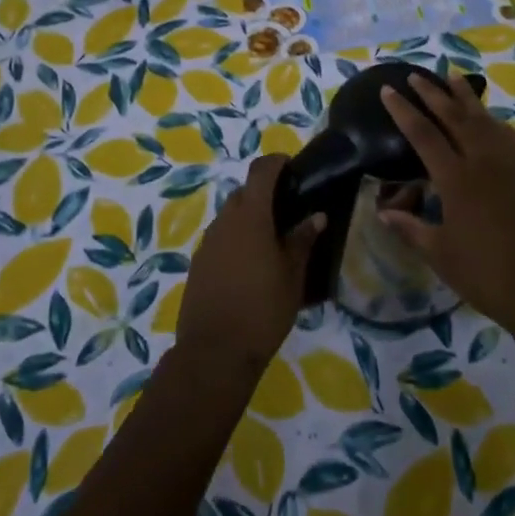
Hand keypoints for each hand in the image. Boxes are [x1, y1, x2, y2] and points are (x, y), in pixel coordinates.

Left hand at [176, 154, 324, 375]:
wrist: (214, 352)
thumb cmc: (262, 309)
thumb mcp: (292, 275)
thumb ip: (303, 240)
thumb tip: (316, 216)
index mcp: (250, 216)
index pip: (261, 171)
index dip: (276, 163)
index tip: (293, 168)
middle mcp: (224, 221)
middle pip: (243, 193)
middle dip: (264, 194)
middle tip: (290, 210)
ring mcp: (207, 243)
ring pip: (230, 217)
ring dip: (250, 219)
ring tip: (274, 241)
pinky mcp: (198, 264)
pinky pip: (221, 239)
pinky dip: (237, 240)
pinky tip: (252, 265)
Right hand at [378, 74, 514, 330]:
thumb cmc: (483, 273)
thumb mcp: (439, 253)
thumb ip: (411, 228)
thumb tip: (384, 213)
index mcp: (457, 179)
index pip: (423, 134)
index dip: (403, 111)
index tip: (388, 90)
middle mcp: (483, 162)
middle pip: (455, 116)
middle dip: (433, 93)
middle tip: (416, 75)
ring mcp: (509, 165)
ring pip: (484, 119)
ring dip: (466, 97)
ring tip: (452, 77)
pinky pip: (507, 136)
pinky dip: (493, 121)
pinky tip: (488, 120)